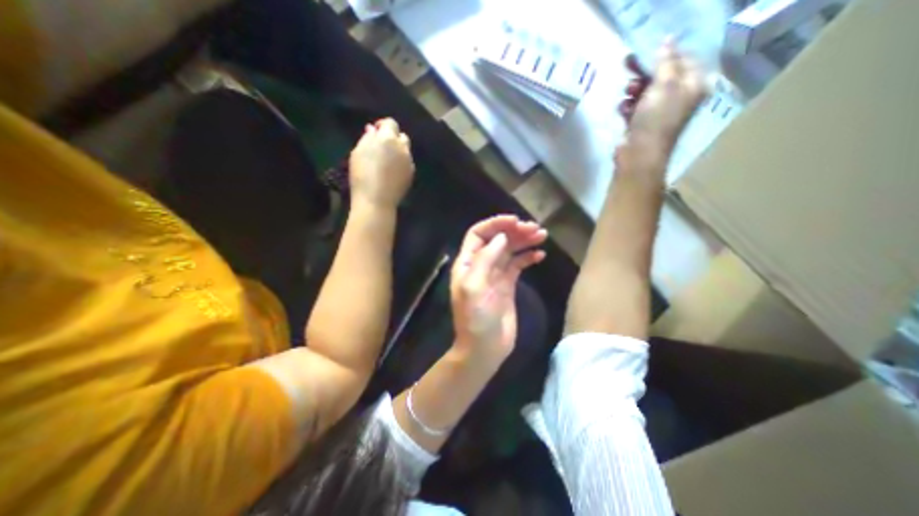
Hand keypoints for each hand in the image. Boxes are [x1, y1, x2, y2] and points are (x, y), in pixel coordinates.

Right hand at [348, 116, 417, 209]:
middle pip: (402, 137)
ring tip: (388, 160)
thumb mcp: (358, 152)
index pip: (391, 123)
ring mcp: (409, 162)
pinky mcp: (412, 175)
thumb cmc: (362, 174)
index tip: (374, 131)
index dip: (383, 125)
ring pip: (406, 151)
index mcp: (388, 138)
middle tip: (382, 147)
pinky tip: (393, 172)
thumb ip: (368, 138)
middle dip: (393, 138)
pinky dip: (402, 163)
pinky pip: (408, 163)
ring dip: (398, 151)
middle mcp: (403, 148)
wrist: (377, 199)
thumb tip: (373, 130)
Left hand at [452, 216, 544, 362]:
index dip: (494, 224)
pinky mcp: (507, 285)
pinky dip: (528, 258)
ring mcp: (495, 275)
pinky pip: (518, 265)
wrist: (484, 349)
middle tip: (534, 228)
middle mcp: (480, 265)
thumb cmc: (475, 319)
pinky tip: (540, 255)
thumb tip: (501, 237)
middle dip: (514, 231)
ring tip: (541, 235)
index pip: (478, 234)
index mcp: (467, 263)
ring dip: (523, 241)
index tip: (515, 221)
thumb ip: (485, 259)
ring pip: (509, 251)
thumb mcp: (475, 287)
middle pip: (496, 240)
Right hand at [622, 39, 705, 148]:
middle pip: (661, 76)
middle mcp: (679, 98)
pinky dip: (627, 107)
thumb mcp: (665, 85)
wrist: (639, 155)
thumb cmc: (657, 119)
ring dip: (633, 90)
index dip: (666, 54)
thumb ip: (666, 61)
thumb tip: (667, 41)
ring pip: (645, 92)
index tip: (647, 53)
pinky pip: (634, 108)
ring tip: (627, 94)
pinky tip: (623, 110)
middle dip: (644, 72)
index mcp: (694, 86)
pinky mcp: (642, 124)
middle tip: (628, 65)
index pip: (684, 59)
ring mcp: (659, 113)